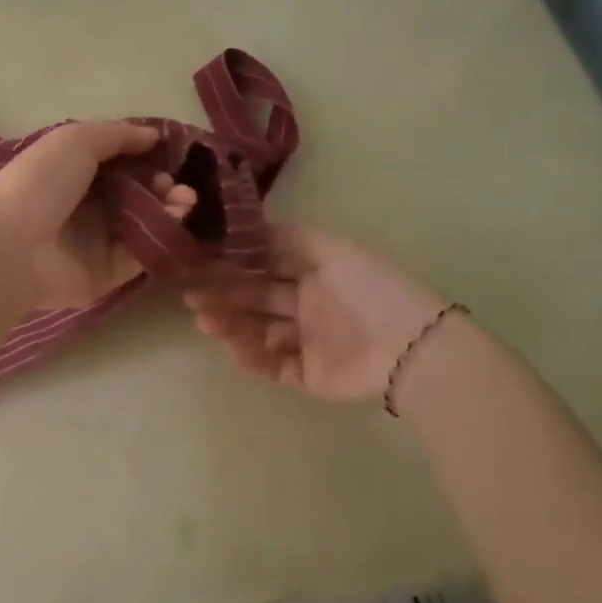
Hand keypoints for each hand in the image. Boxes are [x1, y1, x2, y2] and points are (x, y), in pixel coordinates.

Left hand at [0, 121, 195, 310]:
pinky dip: (160, 237)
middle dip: (161, 183)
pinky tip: (176, 220)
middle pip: (133, 192)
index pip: (117, 161)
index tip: (171, 152)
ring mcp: (95, 240)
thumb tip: (153, 134)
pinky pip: (140, 254)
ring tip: (185, 199)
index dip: (145, 155)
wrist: (12, 246)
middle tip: (175, 183)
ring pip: (142, 223)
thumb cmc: (40, 183)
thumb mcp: (76, 140)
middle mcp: (84, 204)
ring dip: (169, 208)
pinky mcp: (106, 272)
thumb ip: (117, 135)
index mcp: (71, 171)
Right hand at [184, 224, 448, 401]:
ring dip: (231, 325)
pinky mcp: (310, 375)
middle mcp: (308, 304)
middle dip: (223, 295)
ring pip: (259, 332)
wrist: (411, 348)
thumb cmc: (370, 290)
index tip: (201, 262)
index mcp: (314, 272)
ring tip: (206, 322)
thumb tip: (250, 226)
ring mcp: (308, 341)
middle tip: (191, 297)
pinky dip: (253, 358)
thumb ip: (290, 237)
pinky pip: (274, 366)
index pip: (265, 265)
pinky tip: (234, 349)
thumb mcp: (332, 250)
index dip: (233, 264)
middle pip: (256, 298)